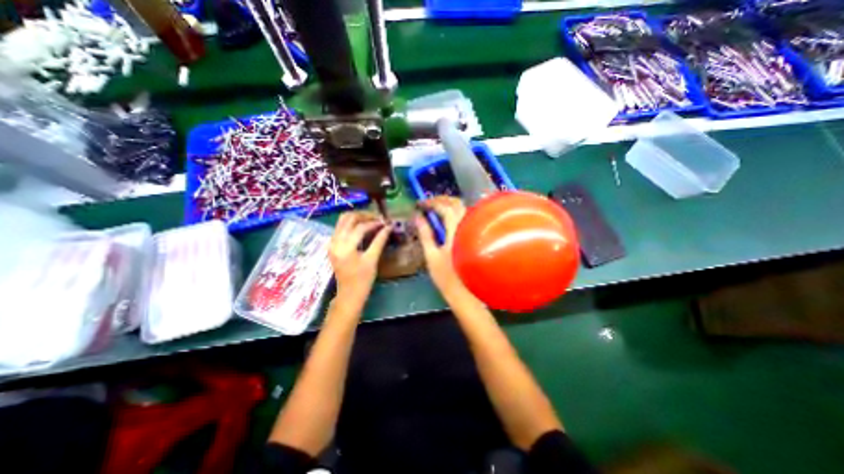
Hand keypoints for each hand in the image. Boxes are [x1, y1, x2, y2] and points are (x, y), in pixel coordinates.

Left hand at [329, 210, 392, 306]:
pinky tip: (362, 227)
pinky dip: (351, 224)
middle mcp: (335, 242)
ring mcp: (332, 243)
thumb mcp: (372, 260)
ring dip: (357, 218)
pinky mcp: (332, 245)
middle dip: (364, 216)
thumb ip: (380, 241)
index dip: (374, 223)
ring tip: (371, 220)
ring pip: (342, 220)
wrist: (349, 295)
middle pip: (348, 218)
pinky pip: (340, 227)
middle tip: (378, 219)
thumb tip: (389, 227)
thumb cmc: (362, 280)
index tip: (386, 222)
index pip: (360, 227)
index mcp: (345, 247)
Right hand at [415, 195, 468, 296]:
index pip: (444, 207)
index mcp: (456, 230)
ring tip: (436, 209)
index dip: (431, 203)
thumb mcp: (431, 255)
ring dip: (449, 205)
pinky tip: (447, 220)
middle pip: (457, 203)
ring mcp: (474, 230)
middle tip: (429, 203)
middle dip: (442, 200)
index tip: (420, 204)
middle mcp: (467, 226)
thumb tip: (418, 218)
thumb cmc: (447, 277)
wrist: (466, 293)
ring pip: (463, 209)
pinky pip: (466, 217)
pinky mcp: (476, 236)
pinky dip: (456, 213)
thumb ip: (425, 234)